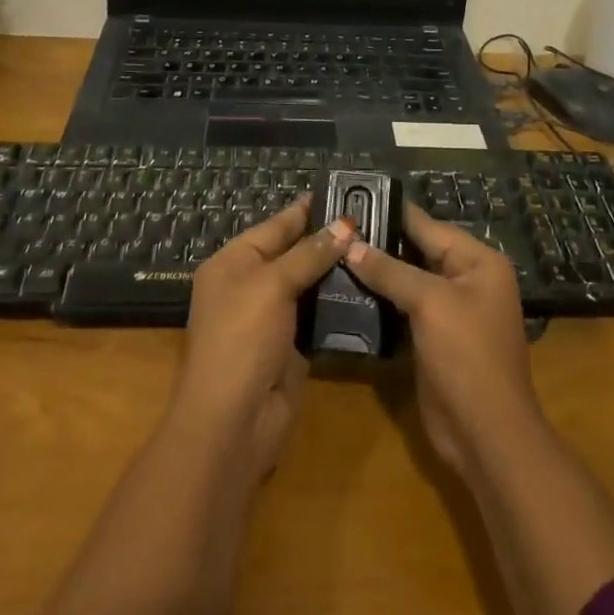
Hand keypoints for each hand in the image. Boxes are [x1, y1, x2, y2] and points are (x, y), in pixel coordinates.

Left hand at [175, 198, 352, 477]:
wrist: (233, 422)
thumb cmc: (242, 339)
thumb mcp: (272, 285)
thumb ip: (308, 254)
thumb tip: (344, 225)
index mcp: (233, 262)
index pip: (276, 225)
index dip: (309, 210)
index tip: (345, 193)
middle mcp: (250, 285)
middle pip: (294, 253)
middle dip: (329, 239)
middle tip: (374, 221)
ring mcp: (272, 317)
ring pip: (309, 284)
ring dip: (338, 271)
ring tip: (381, 248)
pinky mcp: (292, 346)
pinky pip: (318, 315)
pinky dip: (339, 303)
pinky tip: (371, 288)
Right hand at [343, 204, 541, 474]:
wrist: (485, 433)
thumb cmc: (466, 355)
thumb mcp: (430, 303)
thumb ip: (390, 271)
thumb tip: (350, 245)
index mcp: (478, 262)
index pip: (428, 226)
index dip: (391, 213)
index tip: (352, 199)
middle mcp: (467, 279)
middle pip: (417, 250)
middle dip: (379, 242)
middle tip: (334, 228)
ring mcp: (451, 310)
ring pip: (407, 280)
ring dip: (376, 272)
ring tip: (332, 253)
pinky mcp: (434, 337)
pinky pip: (404, 307)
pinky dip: (380, 299)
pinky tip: (347, 290)